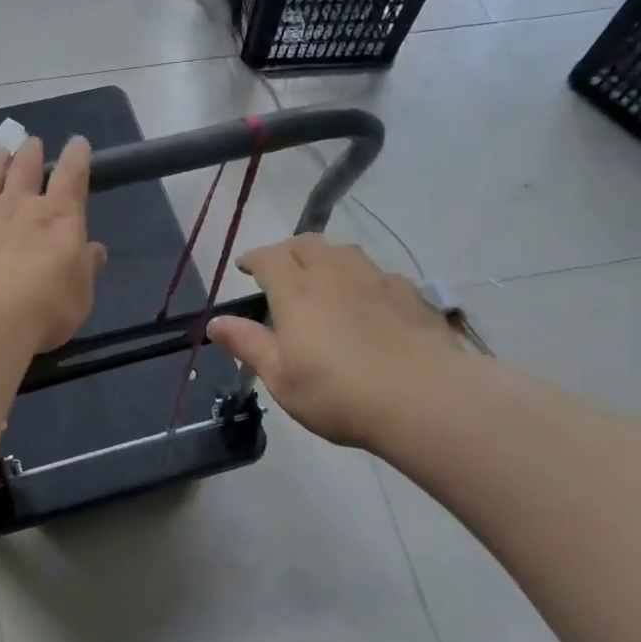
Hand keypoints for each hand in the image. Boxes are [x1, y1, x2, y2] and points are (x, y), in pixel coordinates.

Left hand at [0, 136, 106, 354]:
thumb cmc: (43, 308)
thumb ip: (85, 269)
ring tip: (0, 151)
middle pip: (25, 169)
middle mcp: (20, 206)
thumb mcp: (79, 295)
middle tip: (32, 142)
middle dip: (31, 153)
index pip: (72, 177)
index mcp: (59, 217)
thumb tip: (93, 250)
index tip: (78, 142)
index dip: (76, 158)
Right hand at [207, 234, 461, 449]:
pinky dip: (361, 279)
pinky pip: (377, 274)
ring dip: (326, 259)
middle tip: (282, 271)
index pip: (269, 257)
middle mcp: (335, 274)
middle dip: (289, 251)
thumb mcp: (281, 378)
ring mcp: (376, 280)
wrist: (424, 398)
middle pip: (308, 244)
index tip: (245, 268)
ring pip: (345, 252)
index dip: (254, 258)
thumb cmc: (338, 393)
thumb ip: (248, 345)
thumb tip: (216, 323)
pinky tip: (366, 303)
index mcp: (297, 292)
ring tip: (323, 281)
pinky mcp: (410, 294)